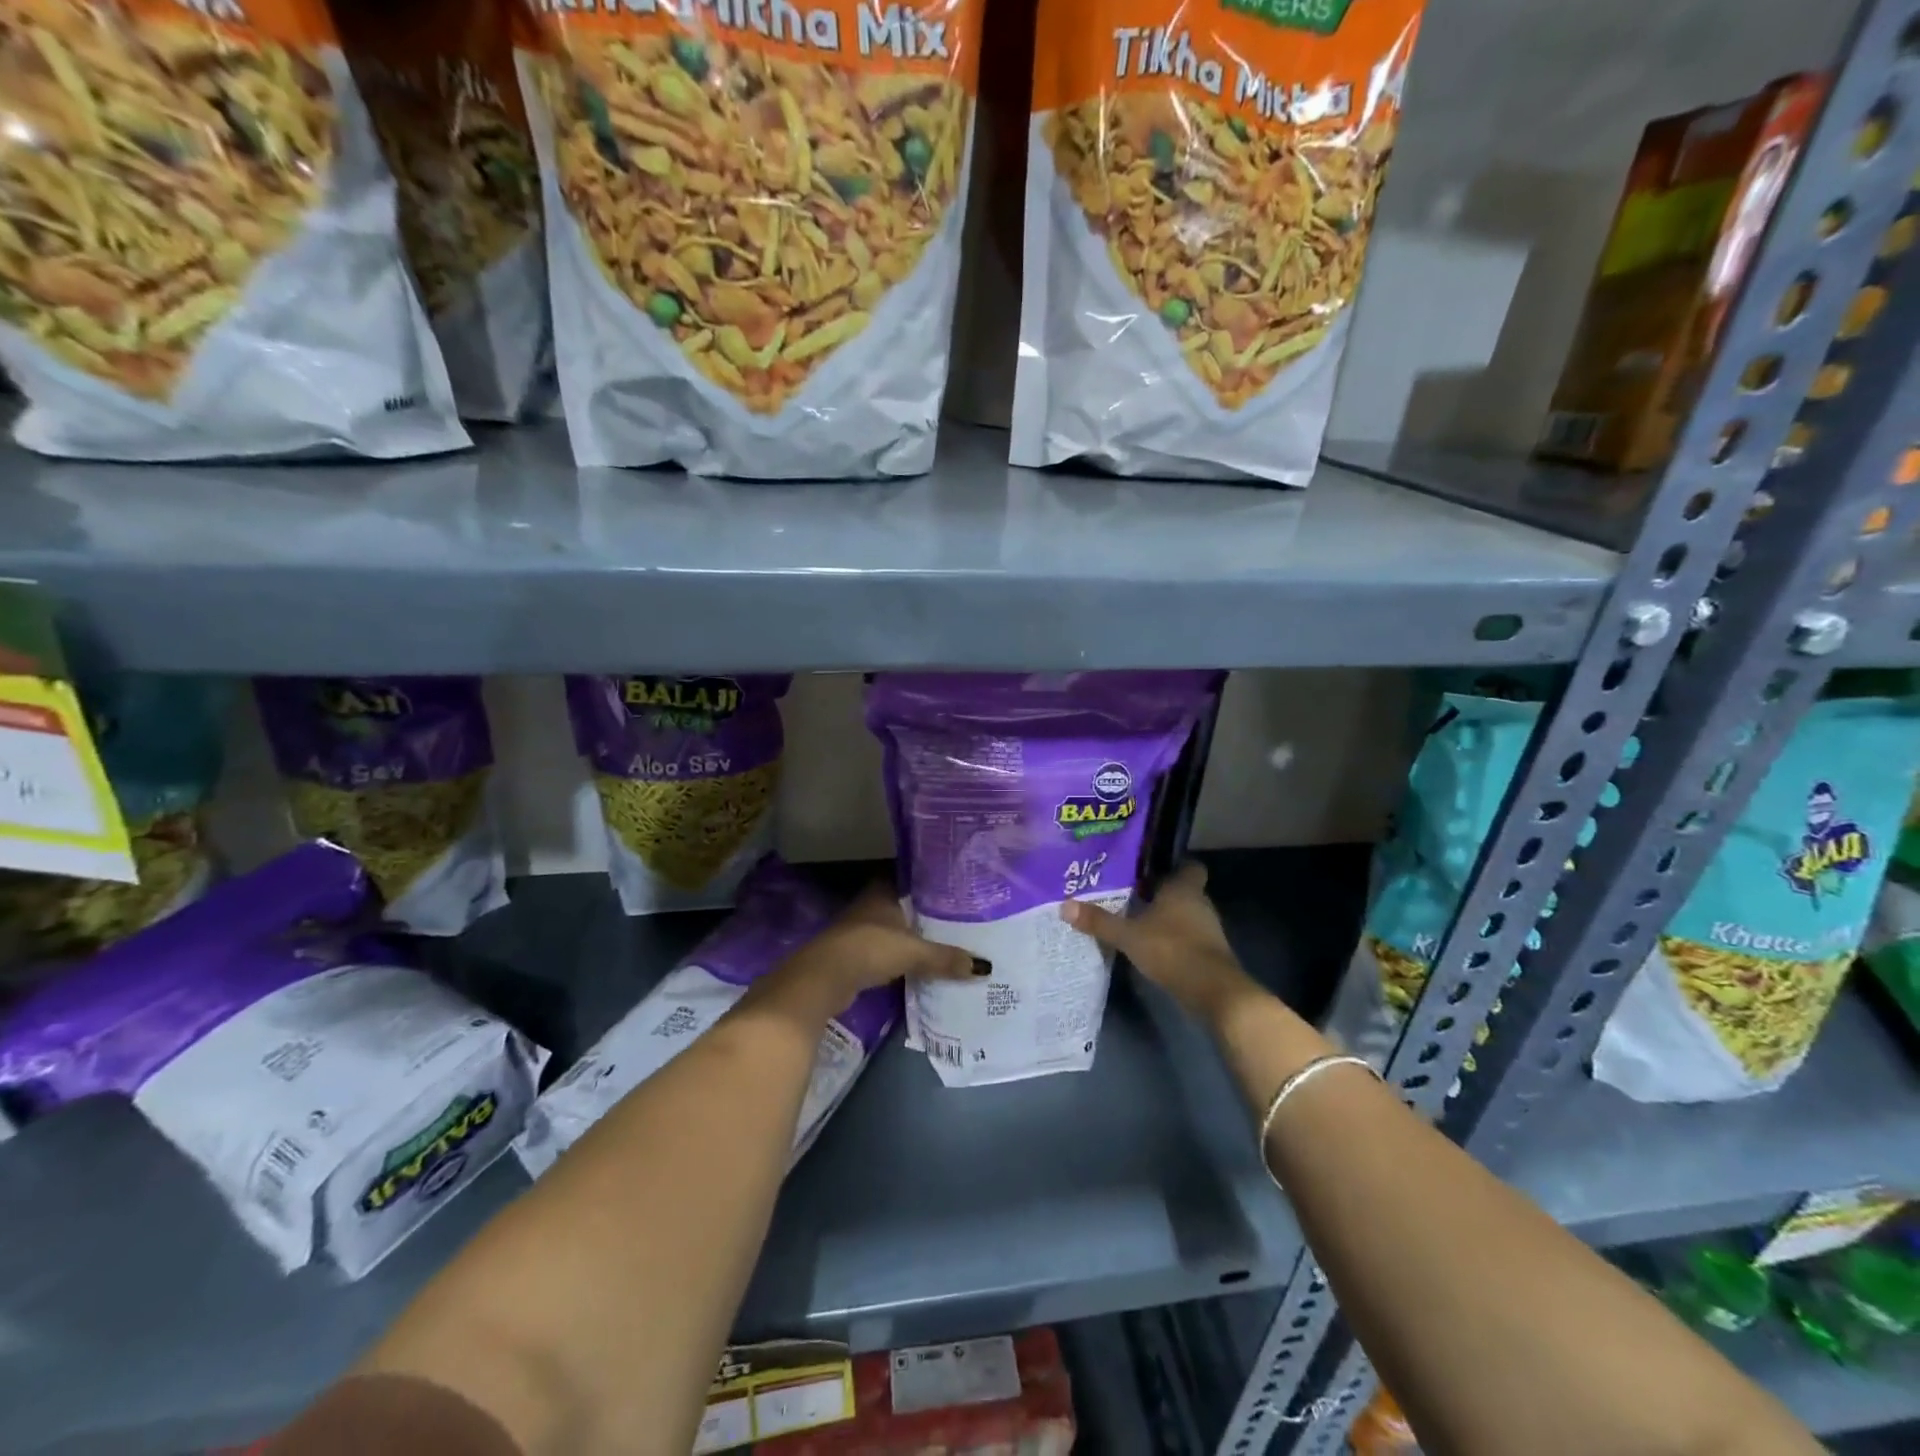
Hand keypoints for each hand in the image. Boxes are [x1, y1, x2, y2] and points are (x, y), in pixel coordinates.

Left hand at [764, 884, 979, 1020]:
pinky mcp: (853, 956)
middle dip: (922, 913)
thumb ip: (945, 957)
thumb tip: (984, 967)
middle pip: (900, 906)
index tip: (950, 888)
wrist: (823, 979)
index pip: (907, 879)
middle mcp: (869, 907)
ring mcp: (858, 932)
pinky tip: (916, 965)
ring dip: (909, 937)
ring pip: (892, 930)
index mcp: (882, 893)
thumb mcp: (913, 952)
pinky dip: (898, 958)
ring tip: (942, 942)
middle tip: (954, 918)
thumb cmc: (869, 949)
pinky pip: (884, 952)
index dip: (926, 882)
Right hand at [1061, 862, 1256, 1025]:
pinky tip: (1152, 947)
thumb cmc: (1172, 949)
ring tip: (1137, 921)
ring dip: (1168, 919)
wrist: (1213, 991)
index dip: (1174, 866)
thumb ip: (1099, 921)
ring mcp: (1208, 930)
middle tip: (1133, 894)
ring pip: (1187, 915)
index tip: (1151, 869)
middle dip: (1162, 894)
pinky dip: (1174, 940)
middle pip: (1184, 891)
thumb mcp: (1128, 935)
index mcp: (1184, 889)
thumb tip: (1065, 905)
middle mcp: (1200, 904)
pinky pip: (1189, 938)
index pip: (1189, 866)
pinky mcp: (1210, 954)